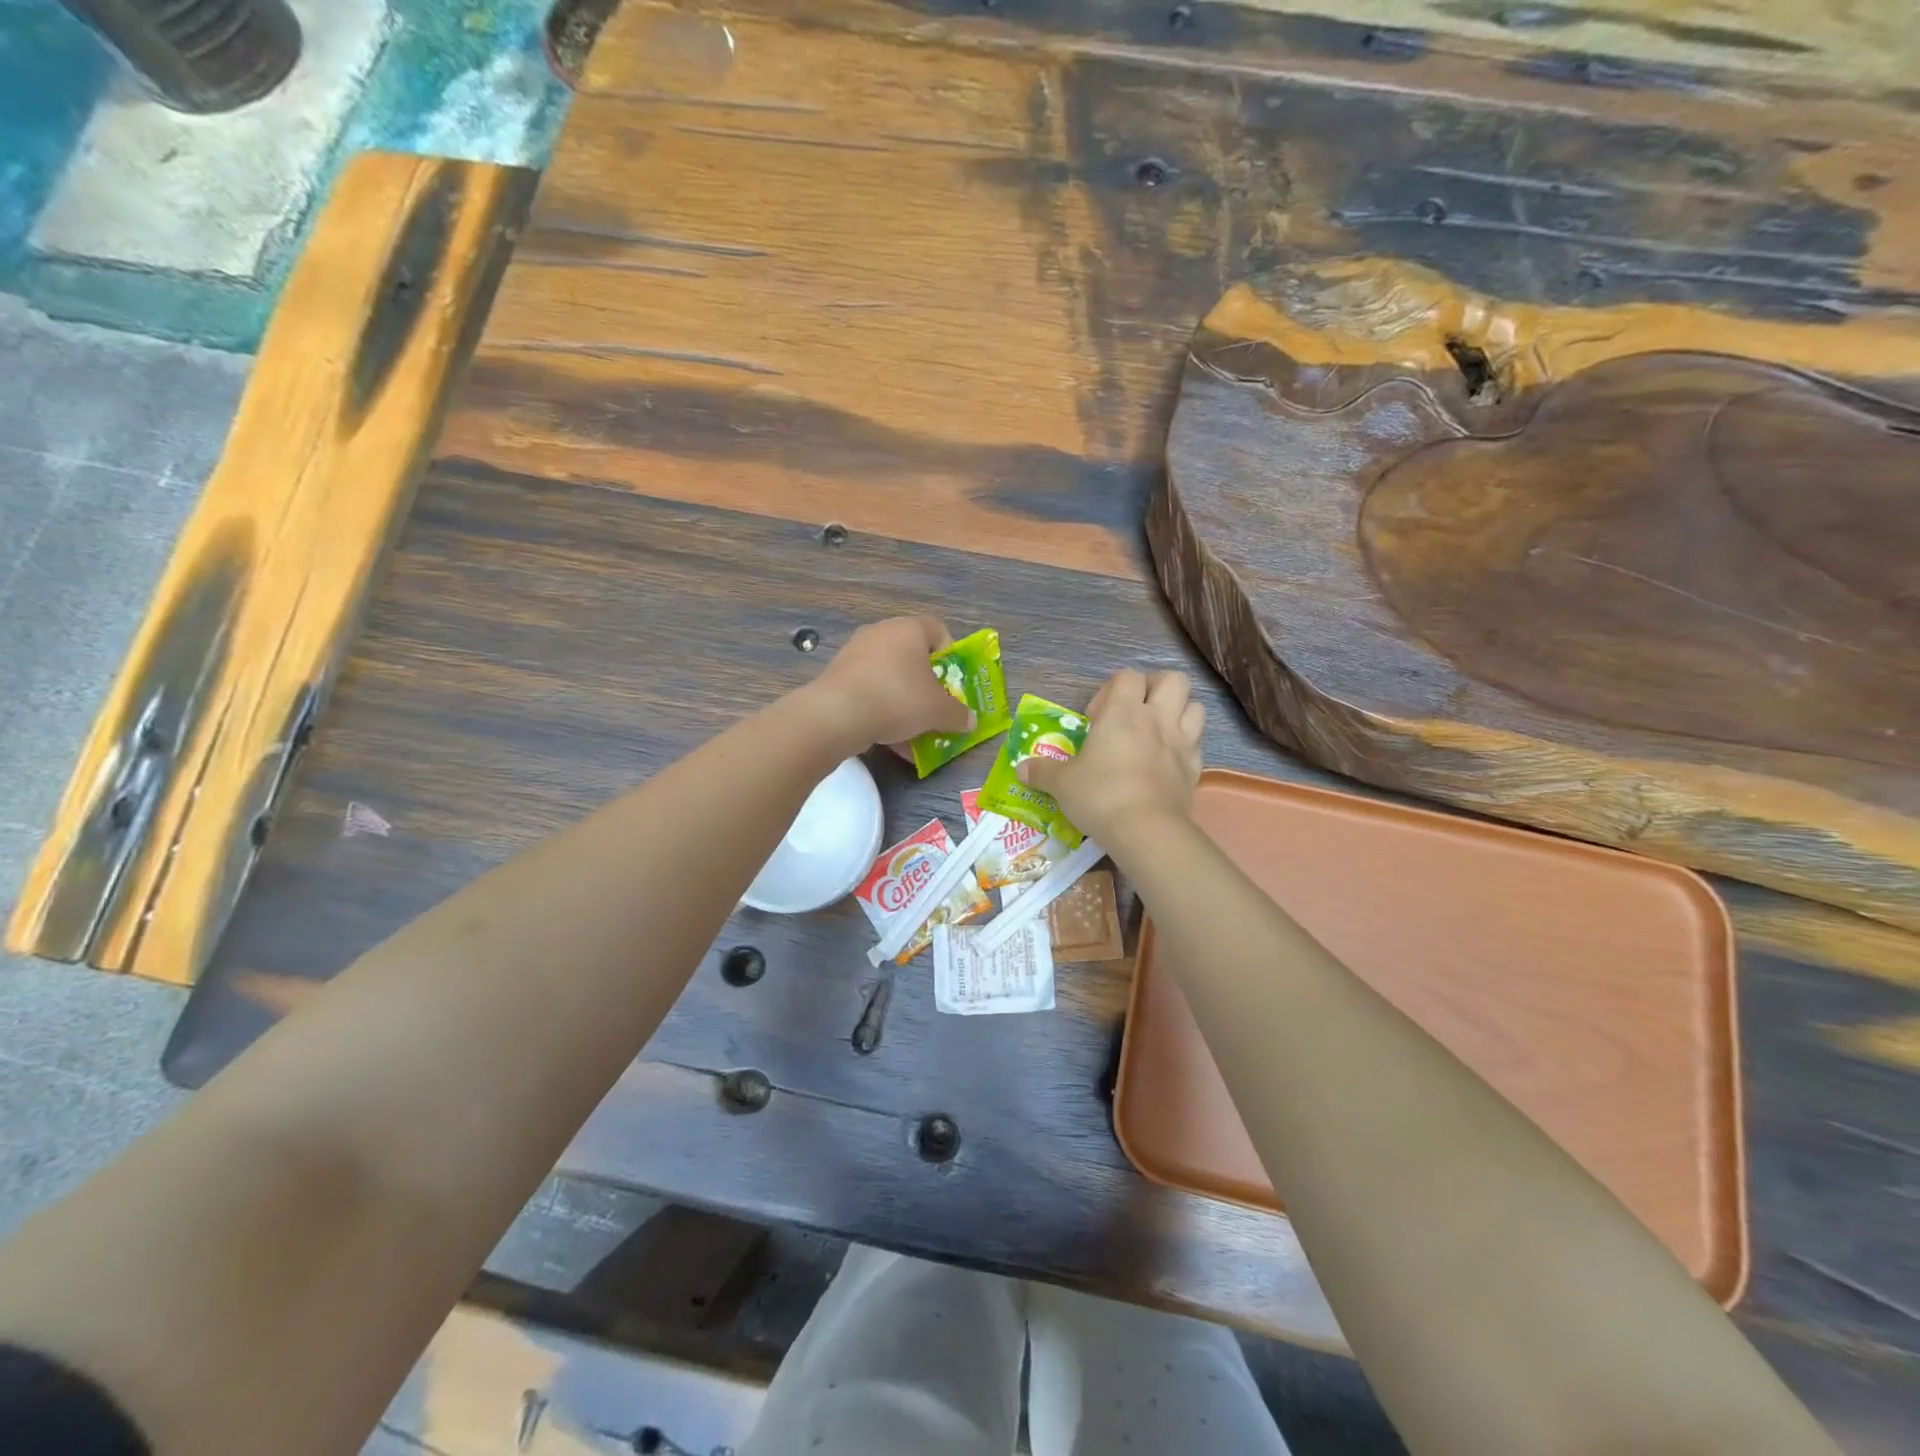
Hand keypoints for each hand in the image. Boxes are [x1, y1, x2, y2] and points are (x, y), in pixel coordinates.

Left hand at [804, 616, 972, 750]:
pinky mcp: (837, 676)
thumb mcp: (938, 711)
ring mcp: (855, 654)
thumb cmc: (898, 698)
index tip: (953, 683)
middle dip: (926, 685)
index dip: (951, 656)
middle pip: (913, 657)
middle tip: (935, 707)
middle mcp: (881, 633)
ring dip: (904, 702)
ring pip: (890, 677)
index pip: (939, 631)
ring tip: (913, 732)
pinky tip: (889, 739)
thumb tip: (970, 721)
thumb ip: (958, 715)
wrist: (837, 714)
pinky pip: (869, 691)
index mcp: (909, 629)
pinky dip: (881, 710)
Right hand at [1018, 669, 1204, 843]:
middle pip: (1172, 680)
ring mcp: (1182, 742)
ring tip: (1158, 731)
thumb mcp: (1061, 784)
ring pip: (1195, 706)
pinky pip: (1198, 743)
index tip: (1097, 717)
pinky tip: (1169, 760)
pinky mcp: (1195, 767)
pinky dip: (1187, 744)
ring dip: (1179, 712)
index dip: (1112, 689)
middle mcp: (1157, 718)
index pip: (1127, 676)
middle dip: (1156, 688)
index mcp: (1123, 712)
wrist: (1145, 829)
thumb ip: (1042, 772)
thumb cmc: (1099, 795)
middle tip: (1136, 711)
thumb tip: (1021, 769)